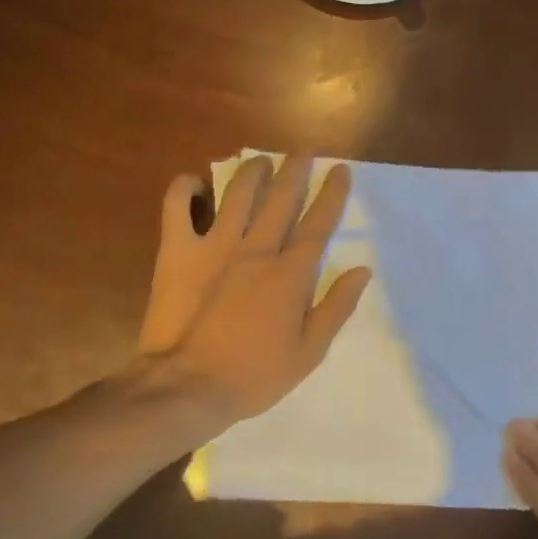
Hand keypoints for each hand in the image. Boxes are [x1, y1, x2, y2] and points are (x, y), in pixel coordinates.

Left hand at [138, 154, 370, 422]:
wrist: (188, 387)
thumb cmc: (254, 375)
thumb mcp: (309, 352)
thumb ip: (336, 308)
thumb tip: (360, 271)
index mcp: (290, 275)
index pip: (317, 225)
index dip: (332, 195)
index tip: (340, 171)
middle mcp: (256, 250)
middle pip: (281, 199)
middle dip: (296, 171)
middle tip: (304, 151)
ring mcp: (214, 247)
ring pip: (237, 195)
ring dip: (252, 172)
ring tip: (262, 160)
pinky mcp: (177, 253)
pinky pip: (177, 209)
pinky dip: (184, 189)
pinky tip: (194, 181)